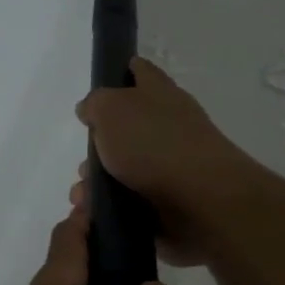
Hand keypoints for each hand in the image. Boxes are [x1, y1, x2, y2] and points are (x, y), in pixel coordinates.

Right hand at [73, 58, 258, 265]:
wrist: (201, 200)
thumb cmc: (153, 144)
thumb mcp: (111, 109)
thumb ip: (96, 104)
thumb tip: (90, 109)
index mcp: (158, 93)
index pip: (139, 71)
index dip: (120, 72)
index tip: (101, 84)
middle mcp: (168, 124)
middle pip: (126, 127)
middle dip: (98, 146)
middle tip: (84, 162)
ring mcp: (172, 163)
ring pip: (125, 168)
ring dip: (99, 181)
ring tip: (85, 197)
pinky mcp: (171, 198)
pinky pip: (132, 199)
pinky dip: (113, 206)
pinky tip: (97, 213)